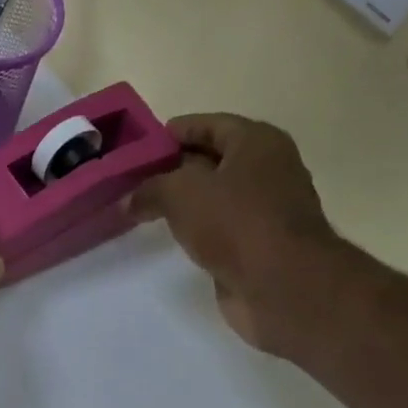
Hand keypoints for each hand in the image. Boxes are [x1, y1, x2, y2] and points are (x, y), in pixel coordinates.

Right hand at [133, 114, 356, 356]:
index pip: (210, 125)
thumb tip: (128, 201)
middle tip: (136, 177)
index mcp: (257, 142)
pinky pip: (220, 227)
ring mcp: (266, 209)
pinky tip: (173, 236)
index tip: (143, 144)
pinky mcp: (259, 245)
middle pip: (214, 160)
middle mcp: (267, 169)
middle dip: (176, 167)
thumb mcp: (180, 193)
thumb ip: (149, 190)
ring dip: (186, 202)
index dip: (176, 131)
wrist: (280, 283)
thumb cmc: (235, 222)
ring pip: (216, 196)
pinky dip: (197, 229)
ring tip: (147, 208)